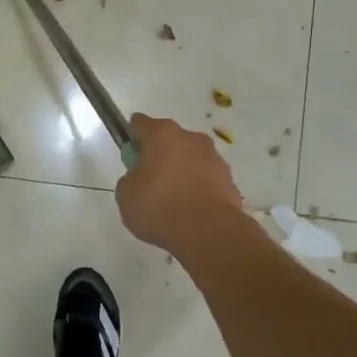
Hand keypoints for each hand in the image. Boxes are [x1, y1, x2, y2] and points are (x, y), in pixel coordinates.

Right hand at [116, 113, 243, 254]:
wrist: (209, 232)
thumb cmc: (160, 207)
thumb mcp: (126, 195)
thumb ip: (130, 179)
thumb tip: (140, 178)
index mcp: (163, 134)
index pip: (141, 123)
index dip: (133, 137)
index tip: (130, 154)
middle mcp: (192, 139)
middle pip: (170, 140)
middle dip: (160, 155)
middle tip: (149, 181)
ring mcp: (214, 158)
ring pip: (191, 159)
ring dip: (181, 172)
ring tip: (172, 201)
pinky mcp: (229, 180)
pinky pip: (206, 179)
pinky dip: (197, 189)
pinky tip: (190, 210)